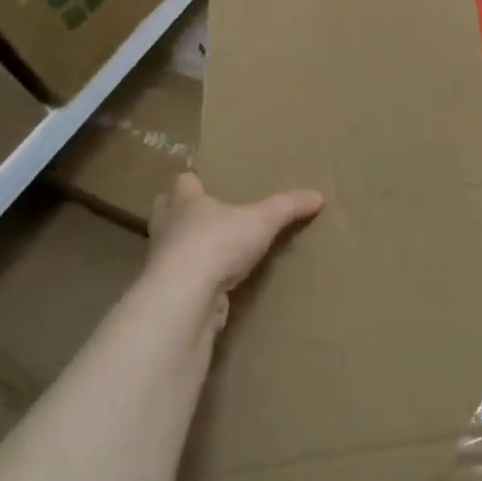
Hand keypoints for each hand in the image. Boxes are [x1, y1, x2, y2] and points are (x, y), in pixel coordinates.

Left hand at [150, 173, 322, 321]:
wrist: (185, 298)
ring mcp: (162, 264)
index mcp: (185, 202)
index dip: (192, 182)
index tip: (202, 182)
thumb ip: (288, 206)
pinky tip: (213, 286)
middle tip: (201, 215)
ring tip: (211, 252)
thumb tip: (319, 196)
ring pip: (169, 248)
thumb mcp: (263, 220)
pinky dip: (193, 282)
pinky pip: (180, 282)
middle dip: (177, 212)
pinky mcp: (167, 295)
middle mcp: (168, 229)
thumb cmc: (218, 243)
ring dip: (184, 249)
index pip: (182, 182)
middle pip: (164, 212)